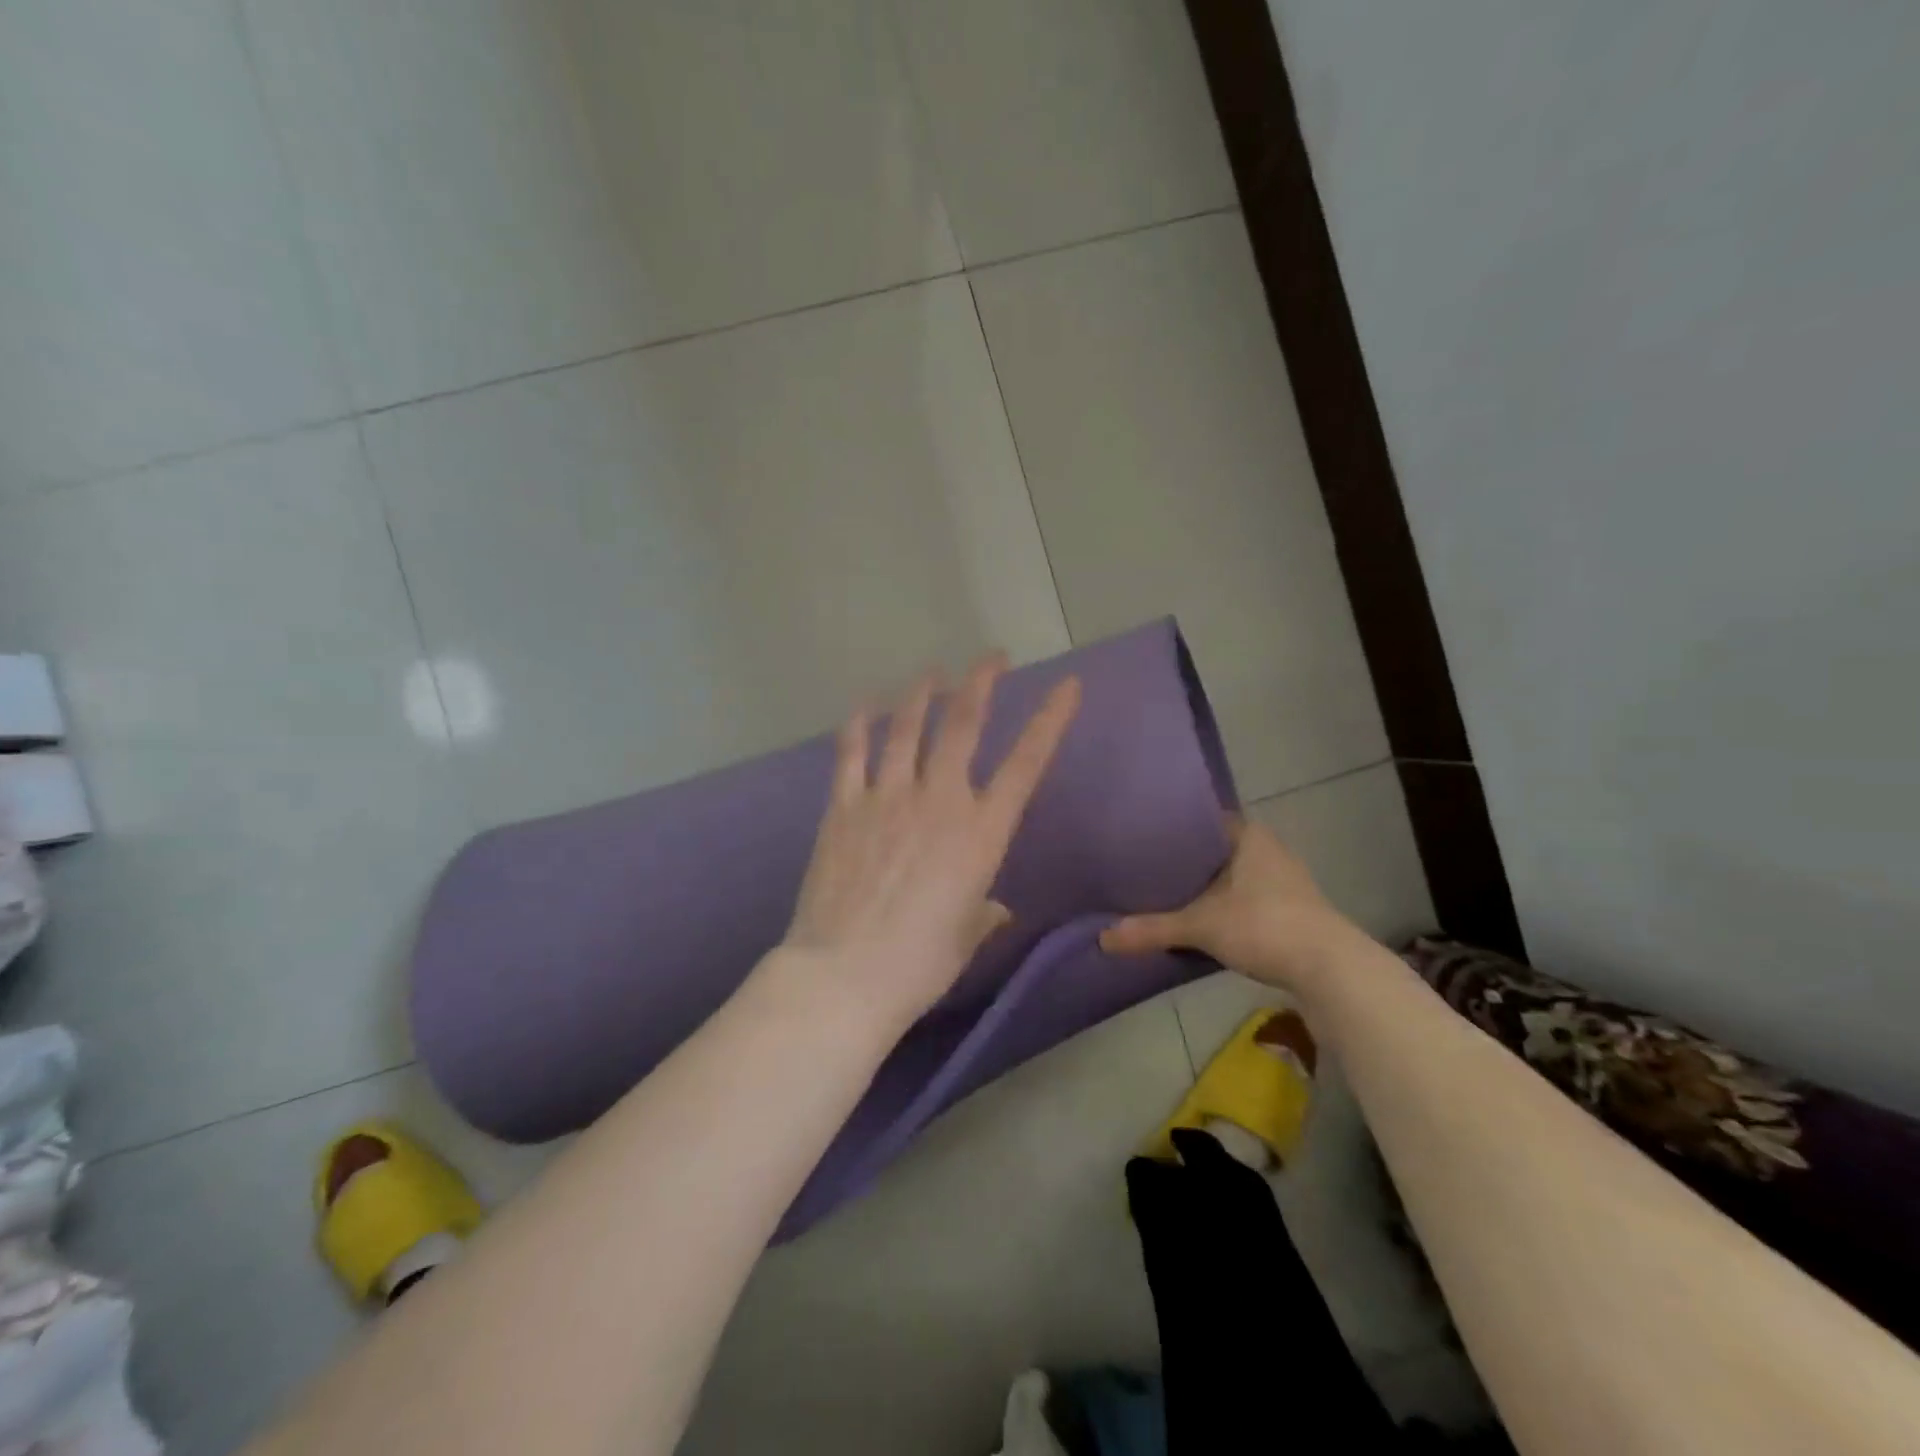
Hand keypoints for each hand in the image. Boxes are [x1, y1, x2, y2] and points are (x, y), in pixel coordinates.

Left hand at [780, 654, 1080, 1030]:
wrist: (846, 973)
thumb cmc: (921, 962)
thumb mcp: (967, 935)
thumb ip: (983, 911)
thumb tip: (994, 908)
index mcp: (981, 832)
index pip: (1027, 763)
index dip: (1050, 719)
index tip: (1068, 685)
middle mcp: (939, 800)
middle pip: (963, 723)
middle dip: (981, 681)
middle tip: (991, 658)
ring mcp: (887, 796)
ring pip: (907, 726)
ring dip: (922, 692)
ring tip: (932, 673)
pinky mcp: (844, 806)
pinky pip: (852, 752)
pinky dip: (860, 723)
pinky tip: (865, 705)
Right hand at [1100, 818, 1360, 996]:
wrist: (1331, 969)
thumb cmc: (1264, 925)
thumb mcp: (1200, 926)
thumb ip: (1152, 929)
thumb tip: (1102, 938)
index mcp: (1247, 835)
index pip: (1202, 819)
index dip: (1171, 828)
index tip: (1140, 836)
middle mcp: (1267, 849)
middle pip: (1214, 848)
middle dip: (1184, 860)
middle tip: (1143, 866)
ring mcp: (1283, 879)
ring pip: (1231, 875)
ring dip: (1205, 886)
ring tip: (1165, 892)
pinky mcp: (1291, 909)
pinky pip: (1245, 897)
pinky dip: (1223, 905)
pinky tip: (1201, 919)